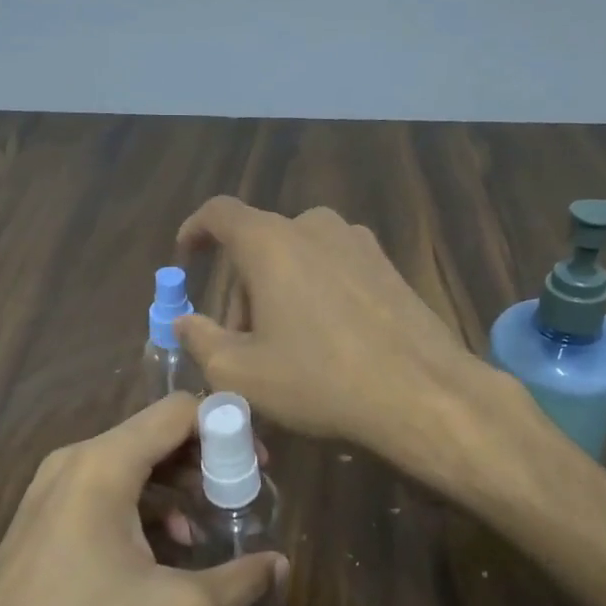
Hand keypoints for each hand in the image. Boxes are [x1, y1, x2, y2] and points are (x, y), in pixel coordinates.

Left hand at [0, 392, 288, 605]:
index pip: (179, 410)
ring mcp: (49, 490)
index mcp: (103, 464)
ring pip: (130, 463)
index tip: (257, 468)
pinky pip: (105, 490)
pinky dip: (144, 506)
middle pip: (155, 433)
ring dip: (176, 486)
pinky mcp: (41, 520)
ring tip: (207, 529)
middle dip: (205, 460)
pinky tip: (163, 552)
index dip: (227, 428)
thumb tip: (281, 564)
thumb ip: (242, 581)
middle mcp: (73, 461)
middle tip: (240, 497)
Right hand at [173, 197, 490, 468]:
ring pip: (298, 258)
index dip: (196, 230)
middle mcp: (314, 227)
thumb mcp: (241, 373)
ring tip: (285, 347)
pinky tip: (327, 341)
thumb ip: (200, 340)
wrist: (421, 392)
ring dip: (279, 293)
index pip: (220, 213)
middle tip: (240, 343)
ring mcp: (358, 243)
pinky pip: (333, 268)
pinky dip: (315, 293)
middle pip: (260, 246)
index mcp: (271, 242)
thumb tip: (184, 321)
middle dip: (242, 290)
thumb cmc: (319, 379)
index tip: (186, 255)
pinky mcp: (388, 265)